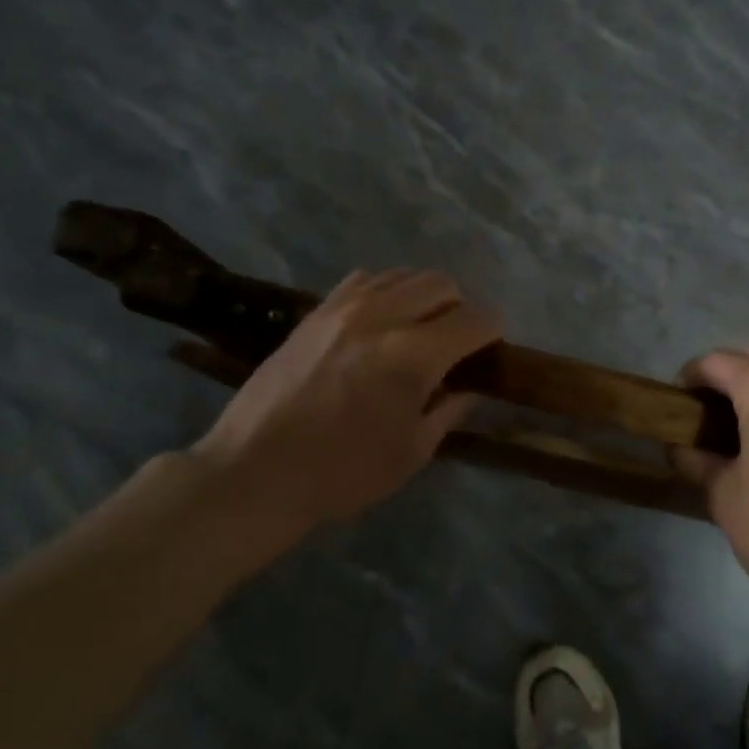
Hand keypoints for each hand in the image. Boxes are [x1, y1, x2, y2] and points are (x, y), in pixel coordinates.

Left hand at [190, 269, 498, 554]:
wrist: (255, 471)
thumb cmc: (342, 473)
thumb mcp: (412, 452)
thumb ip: (449, 409)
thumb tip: (469, 386)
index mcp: (412, 356)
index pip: (476, 319)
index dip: (493, 331)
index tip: (492, 349)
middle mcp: (382, 317)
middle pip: (443, 284)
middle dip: (461, 309)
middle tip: (455, 343)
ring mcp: (344, 308)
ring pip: (405, 275)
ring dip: (424, 297)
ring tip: (419, 330)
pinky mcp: (316, 311)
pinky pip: (367, 279)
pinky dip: (387, 292)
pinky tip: (381, 322)